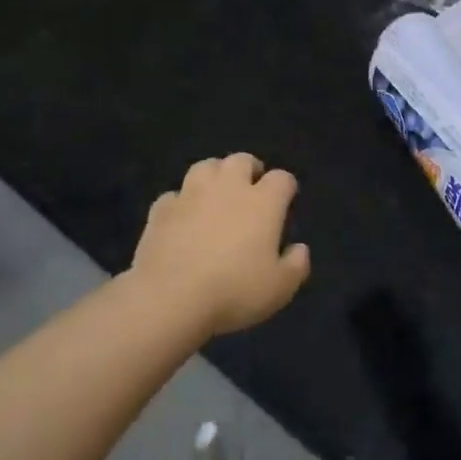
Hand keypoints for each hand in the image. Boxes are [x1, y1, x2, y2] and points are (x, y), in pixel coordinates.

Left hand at [131, 153, 310, 336]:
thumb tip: (299, 248)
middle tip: (251, 189)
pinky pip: (174, 196)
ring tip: (216, 194)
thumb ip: (296, 265)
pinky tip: (182, 218)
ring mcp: (191, 195)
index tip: (286, 201)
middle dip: (250, 169)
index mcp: (263, 202)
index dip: (286, 187)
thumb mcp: (280, 288)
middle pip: (242, 160)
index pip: (282, 179)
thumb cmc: (234, 291)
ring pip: (205, 167)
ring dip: (214, 176)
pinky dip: (181, 203)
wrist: (170, 298)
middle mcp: (228, 188)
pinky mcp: (161, 210)